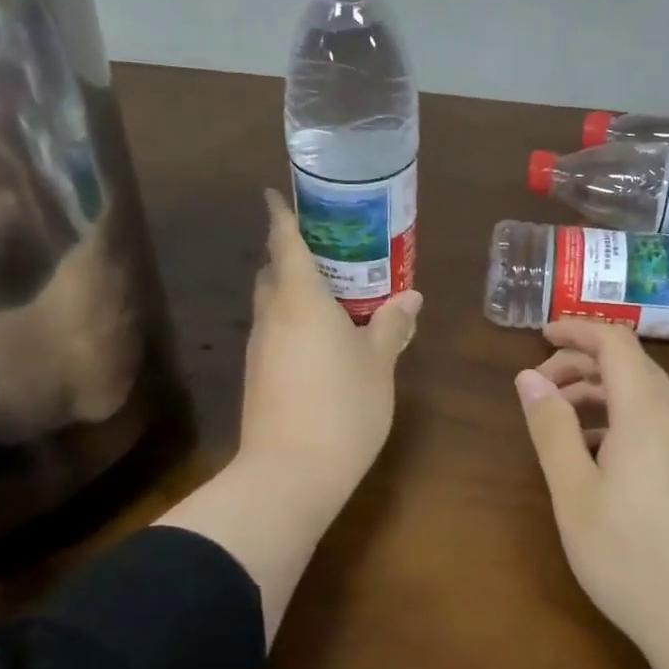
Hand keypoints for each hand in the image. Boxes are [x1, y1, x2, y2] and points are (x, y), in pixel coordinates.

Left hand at [240, 189, 421, 509]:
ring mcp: (259, 349)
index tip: (275, 195)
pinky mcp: (257, 378)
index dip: (280, 216)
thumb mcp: (378, 363)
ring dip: (293, 293)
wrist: (289, 473)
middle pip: (272, 273)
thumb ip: (392, 325)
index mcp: (301, 300)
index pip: (285, 243)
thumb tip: (411, 297)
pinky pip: (274, 334)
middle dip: (290, 256)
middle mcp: (272, 317)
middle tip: (328, 252)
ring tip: (332, 296)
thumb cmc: (343, 406)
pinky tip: (321, 341)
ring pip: (272, 306)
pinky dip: (292, 324)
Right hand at [516, 322, 668, 668]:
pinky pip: (659, 424)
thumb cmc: (629, 555)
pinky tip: (598, 455)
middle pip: (632, 366)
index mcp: (647, 411)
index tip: (541, 335)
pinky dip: (623, 419)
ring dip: (602, 393)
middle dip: (583, 363)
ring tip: (561, 418)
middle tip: (540, 385)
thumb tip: (529, 377)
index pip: (616, 342)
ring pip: (646, 396)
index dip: (578, 330)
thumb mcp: (574, 491)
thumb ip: (550, 428)